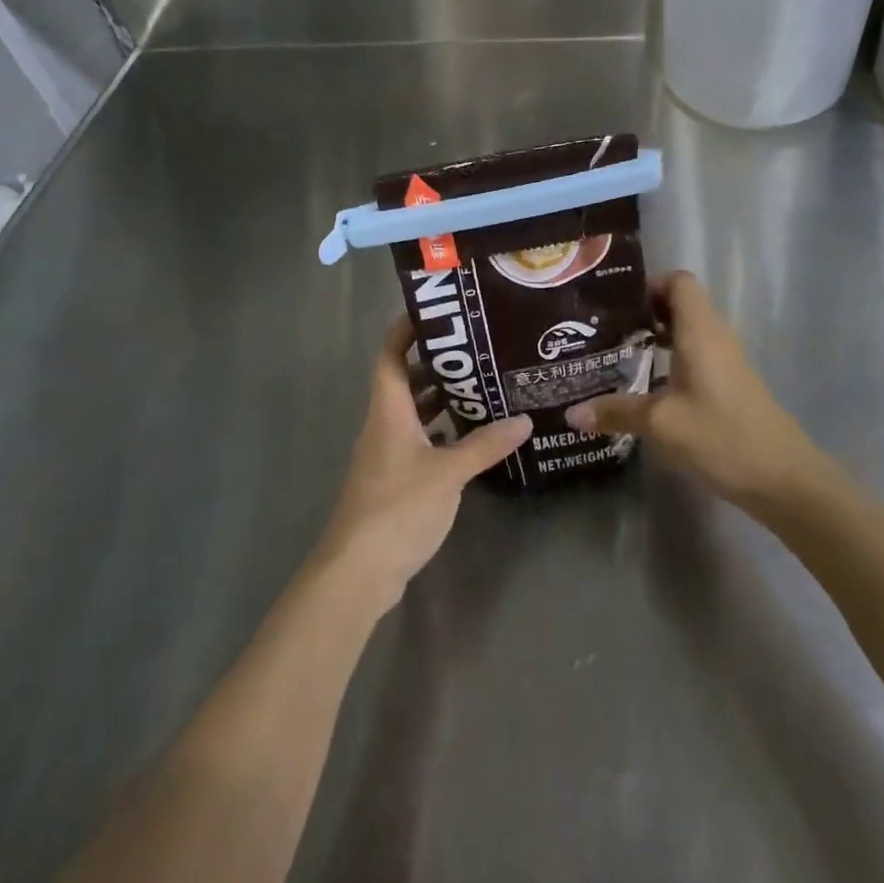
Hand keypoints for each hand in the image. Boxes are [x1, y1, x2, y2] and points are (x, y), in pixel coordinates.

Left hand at [311, 319, 531, 612]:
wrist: (358, 570)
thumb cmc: (397, 507)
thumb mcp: (448, 473)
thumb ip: (485, 445)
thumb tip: (525, 420)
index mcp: (388, 411)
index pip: (390, 355)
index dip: (405, 330)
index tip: (436, 312)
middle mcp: (383, 425)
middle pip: (405, 381)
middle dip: (436, 364)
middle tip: (477, 350)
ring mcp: (387, 455)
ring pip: (413, 413)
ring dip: (440, 399)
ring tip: (482, 387)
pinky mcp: (394, 481)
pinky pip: (419, 441)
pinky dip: (441, 433)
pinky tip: (470, 437)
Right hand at [566, 271, 830, 515]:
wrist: (784, 479)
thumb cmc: (721, 436)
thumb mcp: (660, 423)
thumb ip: (616, 412)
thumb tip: (571, 413)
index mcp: (700, 331)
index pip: (678, 281)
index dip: (648, 284)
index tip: (613, 303)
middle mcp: (714, 337)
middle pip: (679, 305)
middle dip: (641, 312)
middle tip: (603, 329)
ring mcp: (725, 362)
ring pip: (685, 333)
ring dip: (654, 338)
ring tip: (615, 354)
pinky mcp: (728, 386)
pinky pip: (694, 356)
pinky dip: (668, 360)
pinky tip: (644, 387)